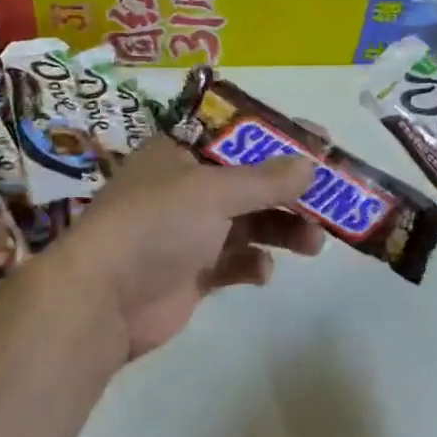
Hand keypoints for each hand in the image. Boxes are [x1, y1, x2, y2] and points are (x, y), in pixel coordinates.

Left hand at [60, 138, 323, 358]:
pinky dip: (253, 264)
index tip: (321, 144)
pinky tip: (261, 272)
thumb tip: (311, 164)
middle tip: (333, 198)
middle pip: (249, 182)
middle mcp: (185, 187)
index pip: (237, 135)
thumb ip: (265, 179)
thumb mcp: (213, 191)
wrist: (103, 301)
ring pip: (249, 223)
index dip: (279, 137)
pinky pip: (235, 261)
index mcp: (180, 153)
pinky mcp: (194, 272)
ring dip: (282, 229)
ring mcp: (188, 232)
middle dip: (289, 192)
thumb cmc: (156, 225)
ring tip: (314, 242)